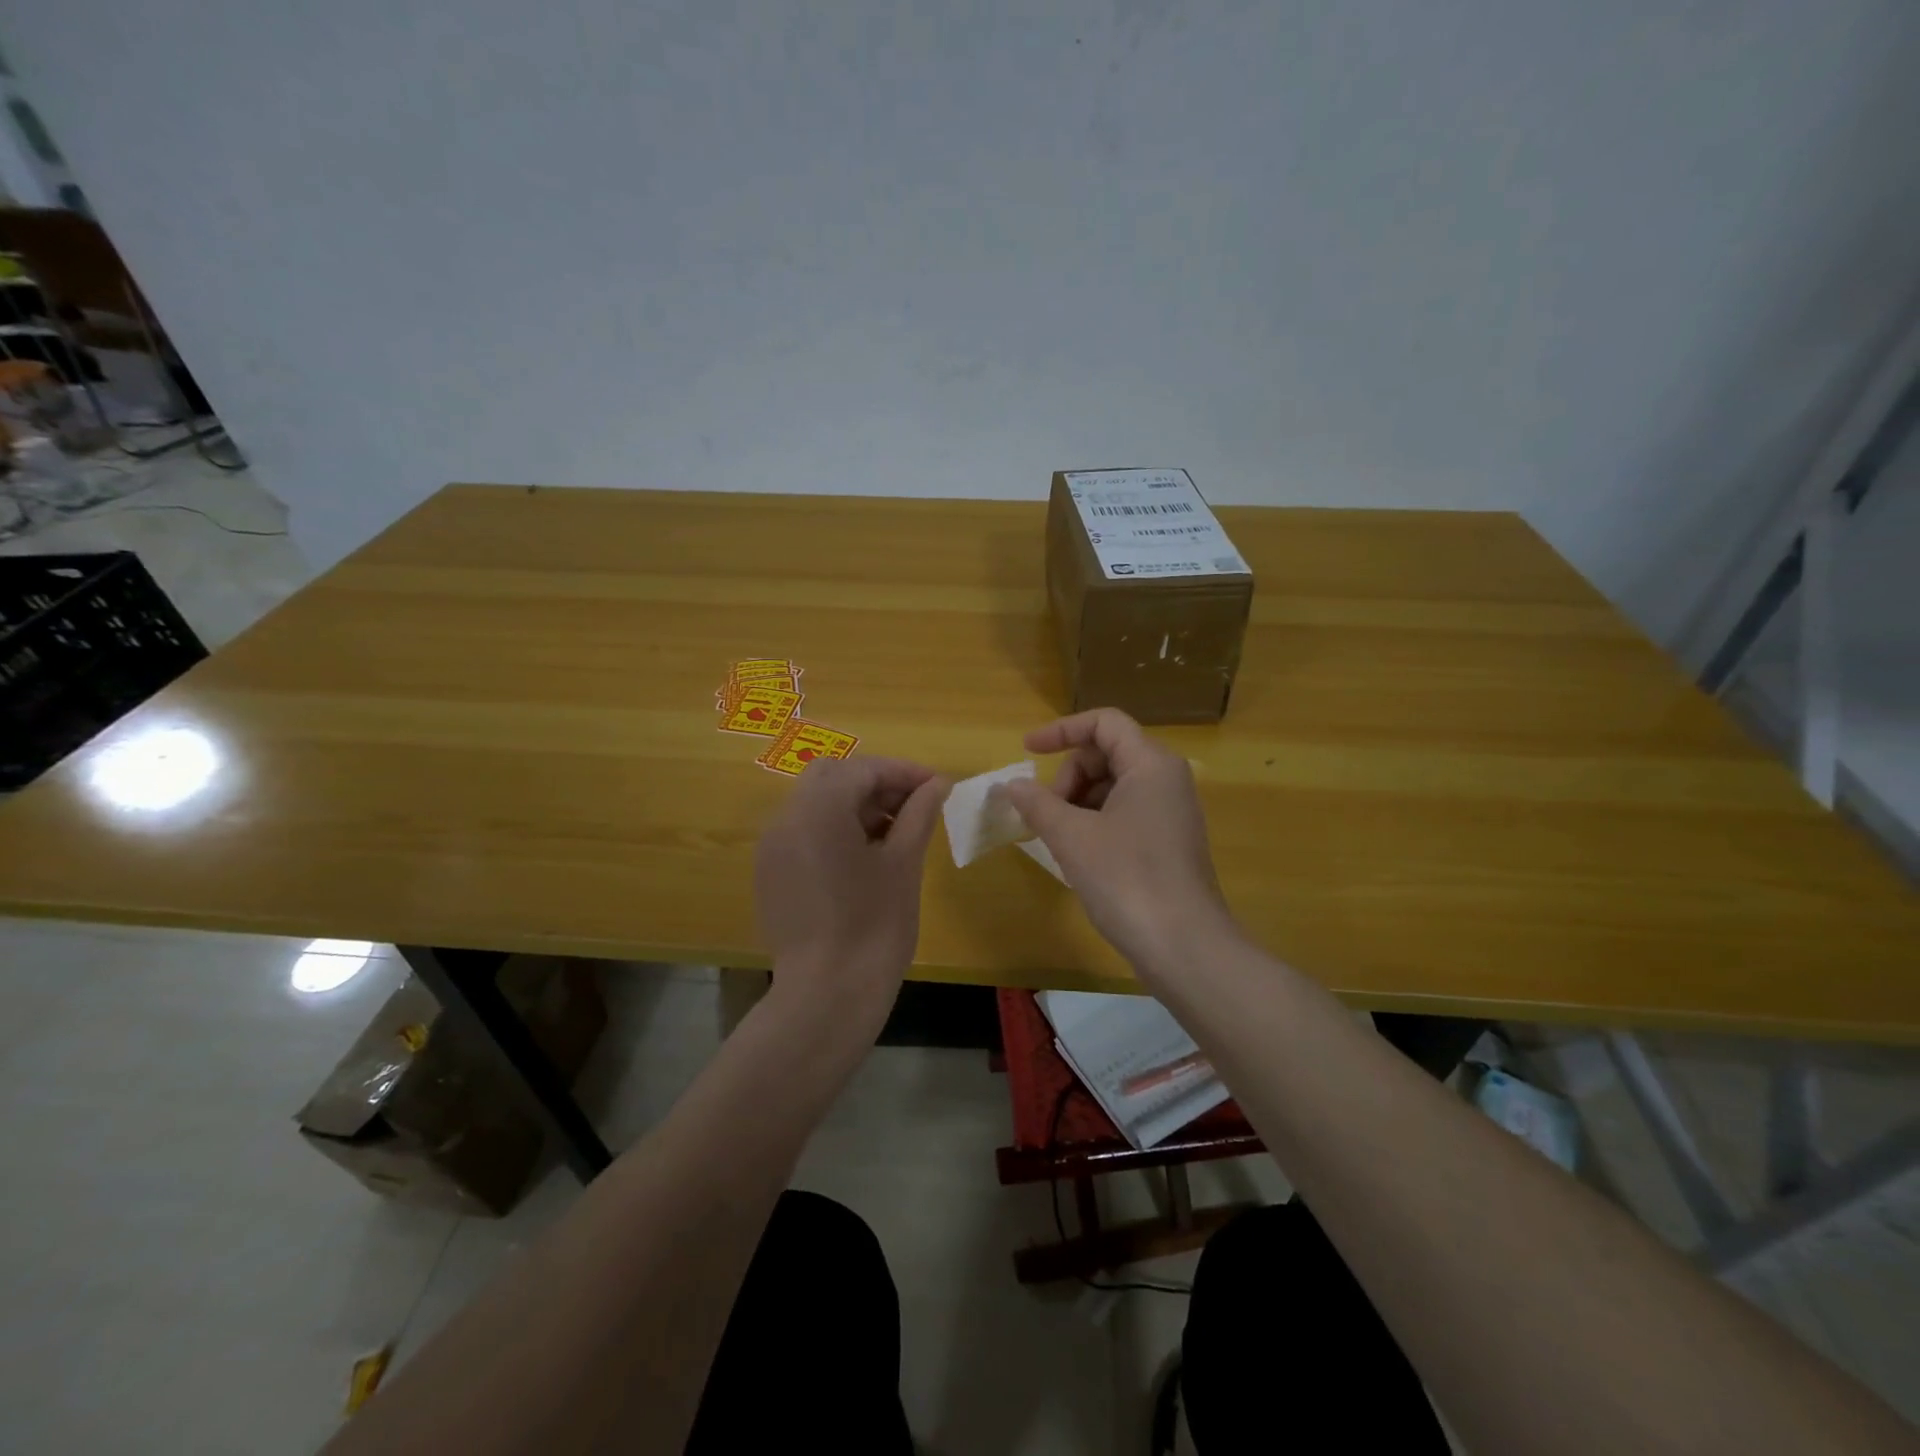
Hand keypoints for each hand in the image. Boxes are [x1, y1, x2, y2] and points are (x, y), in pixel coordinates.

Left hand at [754, 756, 947, 1025]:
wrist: (827, 995)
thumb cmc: (874, 926)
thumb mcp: (904, 863)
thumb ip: (919, 814)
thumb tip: (938, 784)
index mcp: (818, 809)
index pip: (863, 769)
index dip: (904, 772)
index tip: (938, 786)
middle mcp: (785, 819)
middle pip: (832, 776)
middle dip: (875, 783)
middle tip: (913, 806)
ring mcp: (772, 847)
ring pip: (815, 803)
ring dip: (854, 805)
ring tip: (895, 833)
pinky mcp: (770, 874)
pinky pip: (803, 832)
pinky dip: (834, 829)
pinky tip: (864, 858)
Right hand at [999, 709, 1233, 972]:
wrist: (1184, 946)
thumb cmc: (1127, 879)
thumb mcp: (1072, 837)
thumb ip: (1037, 803)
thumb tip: (1011, 785)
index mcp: (1151, 764)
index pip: (1104, 722)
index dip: (1061, 730)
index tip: (1027, 751)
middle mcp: (1167, 779)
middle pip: (1107, 753)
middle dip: (1069, 776)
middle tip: (1047, 815)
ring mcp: (1171, 811)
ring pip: (1114, 785)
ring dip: (1078, 802)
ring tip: (1058, 838)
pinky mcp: (1169, 840)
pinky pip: (1125, 812)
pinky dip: (1095, 821)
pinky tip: (1079, 854)